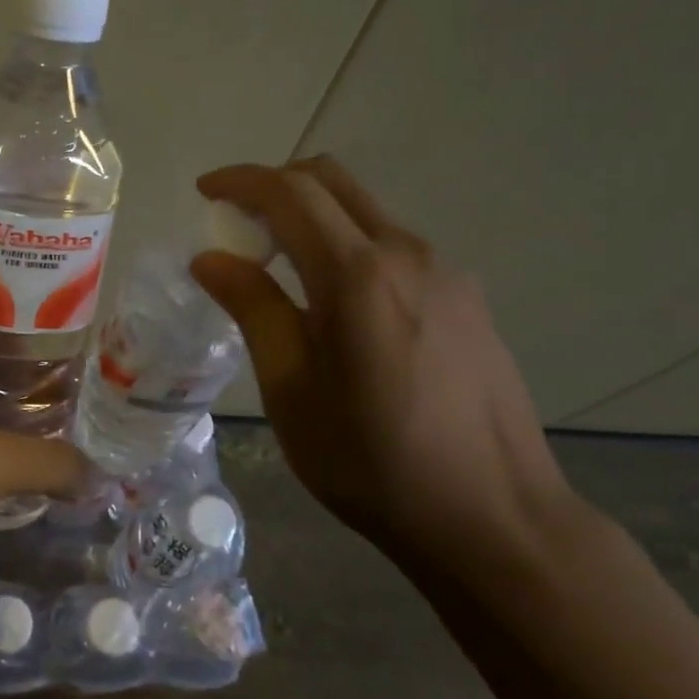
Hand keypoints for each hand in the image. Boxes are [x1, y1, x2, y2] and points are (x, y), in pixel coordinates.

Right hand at [191, 158, 574, 567]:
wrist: (494, 518)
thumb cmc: (373, 462)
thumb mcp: (292, 390)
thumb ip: (253, 309)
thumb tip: (211, 258)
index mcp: (357, 275)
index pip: (290, 193)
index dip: (241, 181)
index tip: (204, 191)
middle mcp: (407, 254)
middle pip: (333, 182)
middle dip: (275, 185)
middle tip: (236, 221)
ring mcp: (446, 273)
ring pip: (365, 213)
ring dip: (313, 217)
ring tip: (278, 267)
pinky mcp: (466, 298)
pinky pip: (392, 247)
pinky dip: (347, 246)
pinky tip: (336, 303)